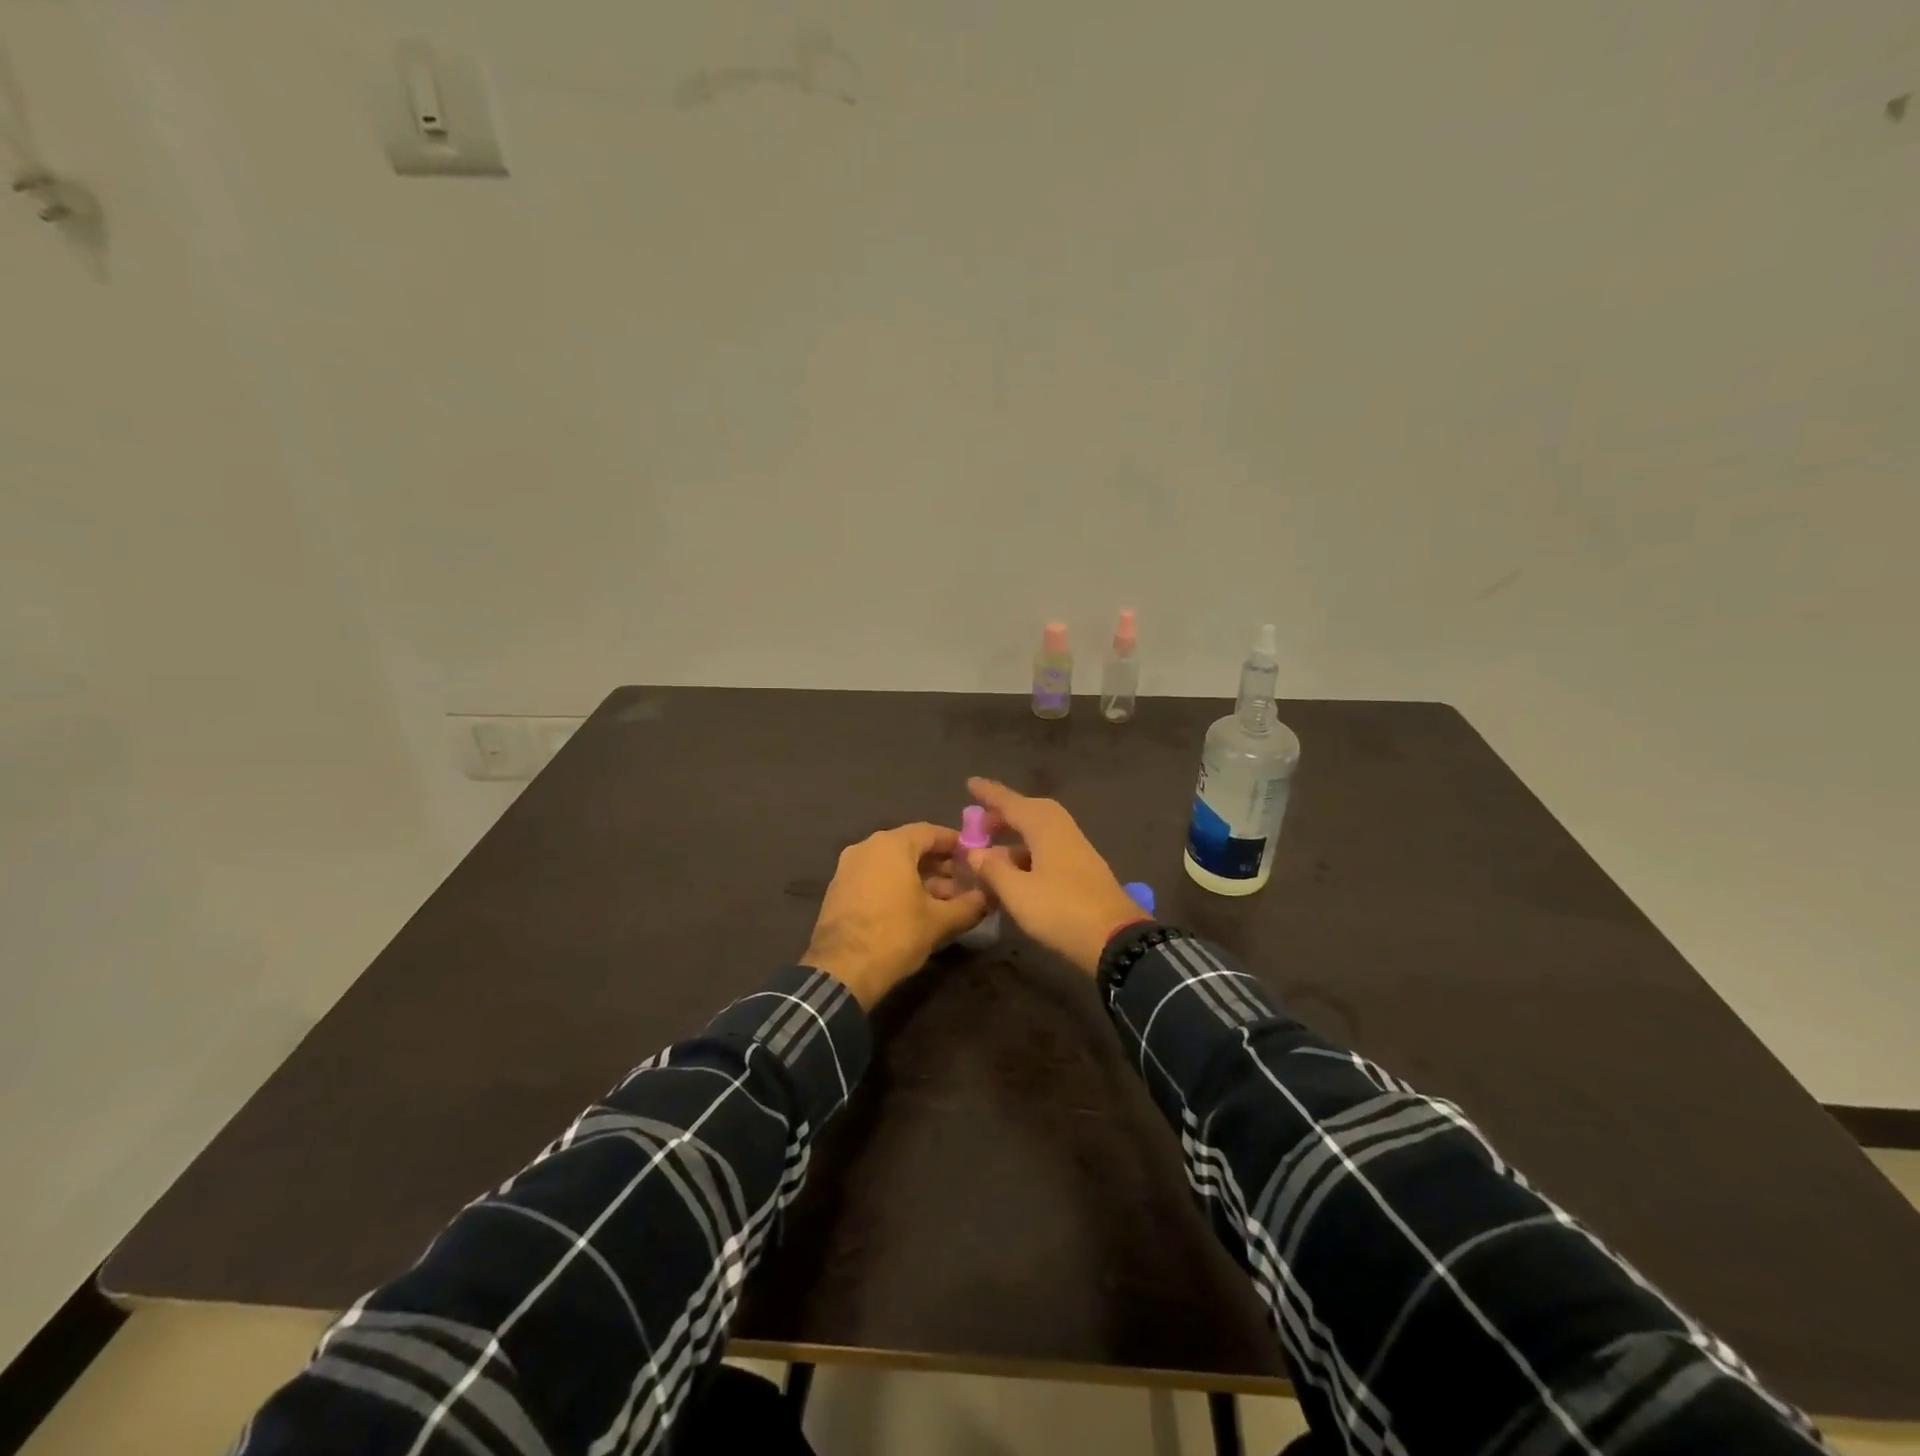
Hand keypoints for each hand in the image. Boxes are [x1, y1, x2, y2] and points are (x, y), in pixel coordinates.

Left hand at [801, 823, 989, 1007]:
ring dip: (920, 878)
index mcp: (890, 845)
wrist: (841, 971)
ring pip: (893, 864)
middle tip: (965, 883)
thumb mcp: (939, 921)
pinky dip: (897, 886)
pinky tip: (916, 909)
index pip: (931, 832)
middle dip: (940, 864)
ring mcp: (848, 868)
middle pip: (911, 847)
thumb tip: (989, 898)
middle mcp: (866, 847)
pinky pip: (876, 878)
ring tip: (945, 901)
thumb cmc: (895, 935)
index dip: (956, 843)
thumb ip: (969, 905)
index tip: (975, 857)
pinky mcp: (839, 890)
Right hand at [964, 778, 1151, 975]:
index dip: (990, 794)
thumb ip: (994, 869)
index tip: (970, 783)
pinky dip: (1029, 852)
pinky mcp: (1083, 870)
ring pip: (1041, 832)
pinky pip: (1049, 848)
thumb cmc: (1061, 910)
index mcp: (1046, 828)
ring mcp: (1077, 850)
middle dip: (1005, 814)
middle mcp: (1063, 831)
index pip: (1012, 804)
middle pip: (1031, 812)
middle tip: (981, 823)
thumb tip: (976, 852)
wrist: (1117, 939)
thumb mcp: (1018, 893)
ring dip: (1016, 835)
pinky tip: (1017, 873)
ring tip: (992, 852)